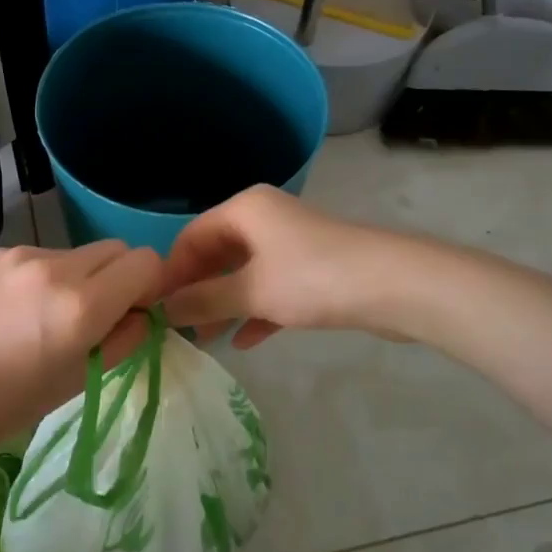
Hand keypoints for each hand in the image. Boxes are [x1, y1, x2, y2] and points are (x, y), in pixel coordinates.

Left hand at [0, 241, 162, 459]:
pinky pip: (39, 256)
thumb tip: (141, 314)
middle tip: (94, 316)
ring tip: (45, 316)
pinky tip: (14, 310)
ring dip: (78, 277)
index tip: (133, 312)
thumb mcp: (79, 381)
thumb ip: (123, 340)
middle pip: (115, 249)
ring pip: (76, 253)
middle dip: (118, 277)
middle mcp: (56, 266)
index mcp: (82, 304)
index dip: (148, 287)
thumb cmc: (8, 405)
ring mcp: (21, 255)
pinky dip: (42, 277)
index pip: (145, 262)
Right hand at [160, 186, 405, 347]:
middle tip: (179, 328)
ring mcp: (290, 244)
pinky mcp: (312, 270)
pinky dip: (254, 311)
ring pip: (244, 273)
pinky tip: (243, 342)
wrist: (394, 286)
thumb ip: (203, 300)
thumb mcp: (250, 291)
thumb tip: (162, 310)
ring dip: (223, 305)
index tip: (156, 308)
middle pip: (216, 254)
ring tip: (205, 340)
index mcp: (245, 209)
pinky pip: (271, 288)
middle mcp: (264, 219)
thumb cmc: (312, 278)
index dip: (171, 271)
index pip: (191, 236)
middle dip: (197, 291)